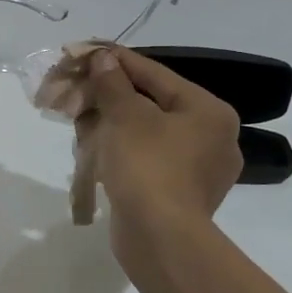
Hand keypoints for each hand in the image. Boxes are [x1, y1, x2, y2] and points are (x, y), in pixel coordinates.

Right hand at [79, 46, 241, 229]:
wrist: (160, 239)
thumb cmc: (148, 166)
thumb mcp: (125, 115)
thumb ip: (113, 82)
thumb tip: (104, 58)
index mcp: (209, 112)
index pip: (156, 74)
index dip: (117, 62)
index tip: (87, 53)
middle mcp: (213, 138)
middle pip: (152, 104)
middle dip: (110, 98)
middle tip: (78, 92)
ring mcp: (200, 171)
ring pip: (147, 134)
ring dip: (112, 126)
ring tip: (80, 122)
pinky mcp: (181, 196)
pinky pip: (148, 162)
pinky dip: (123, 153)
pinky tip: (96, 153)